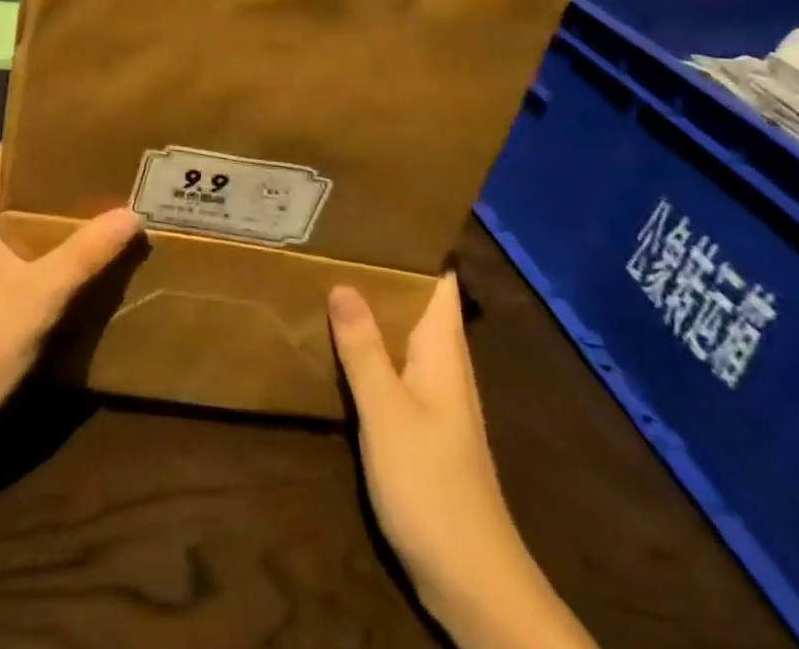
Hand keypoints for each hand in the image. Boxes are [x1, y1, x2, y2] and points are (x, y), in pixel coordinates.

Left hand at [0, 147, 142, 453]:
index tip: (91, 131)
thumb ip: (84, 254)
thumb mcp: (37, 298)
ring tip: (109, 198)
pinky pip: (20, 249)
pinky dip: (50, 244)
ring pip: (21, 219)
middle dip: (62, 177)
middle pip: (19, 185)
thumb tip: (132, 214)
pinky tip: (87, 248)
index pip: (8, 155)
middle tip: (112, 165)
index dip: (46, 139)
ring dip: (59, 214)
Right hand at [332, 274, 587, 648]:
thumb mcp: (388, 412)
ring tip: (326, 274)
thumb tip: (343, 282)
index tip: (371, 215)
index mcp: (443, 350)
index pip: (437, 280)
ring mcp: (433, 396)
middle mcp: (442, 364)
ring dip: (372, 308)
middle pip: (415, 302)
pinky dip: (368, 346)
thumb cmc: (432, 485)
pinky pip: (392, 366)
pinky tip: (337, 342)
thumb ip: (364, 348)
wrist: (472, 582)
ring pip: (401, 334)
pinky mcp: (420, 425)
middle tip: (332, 238)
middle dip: (380, 271)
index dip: (412, 244)